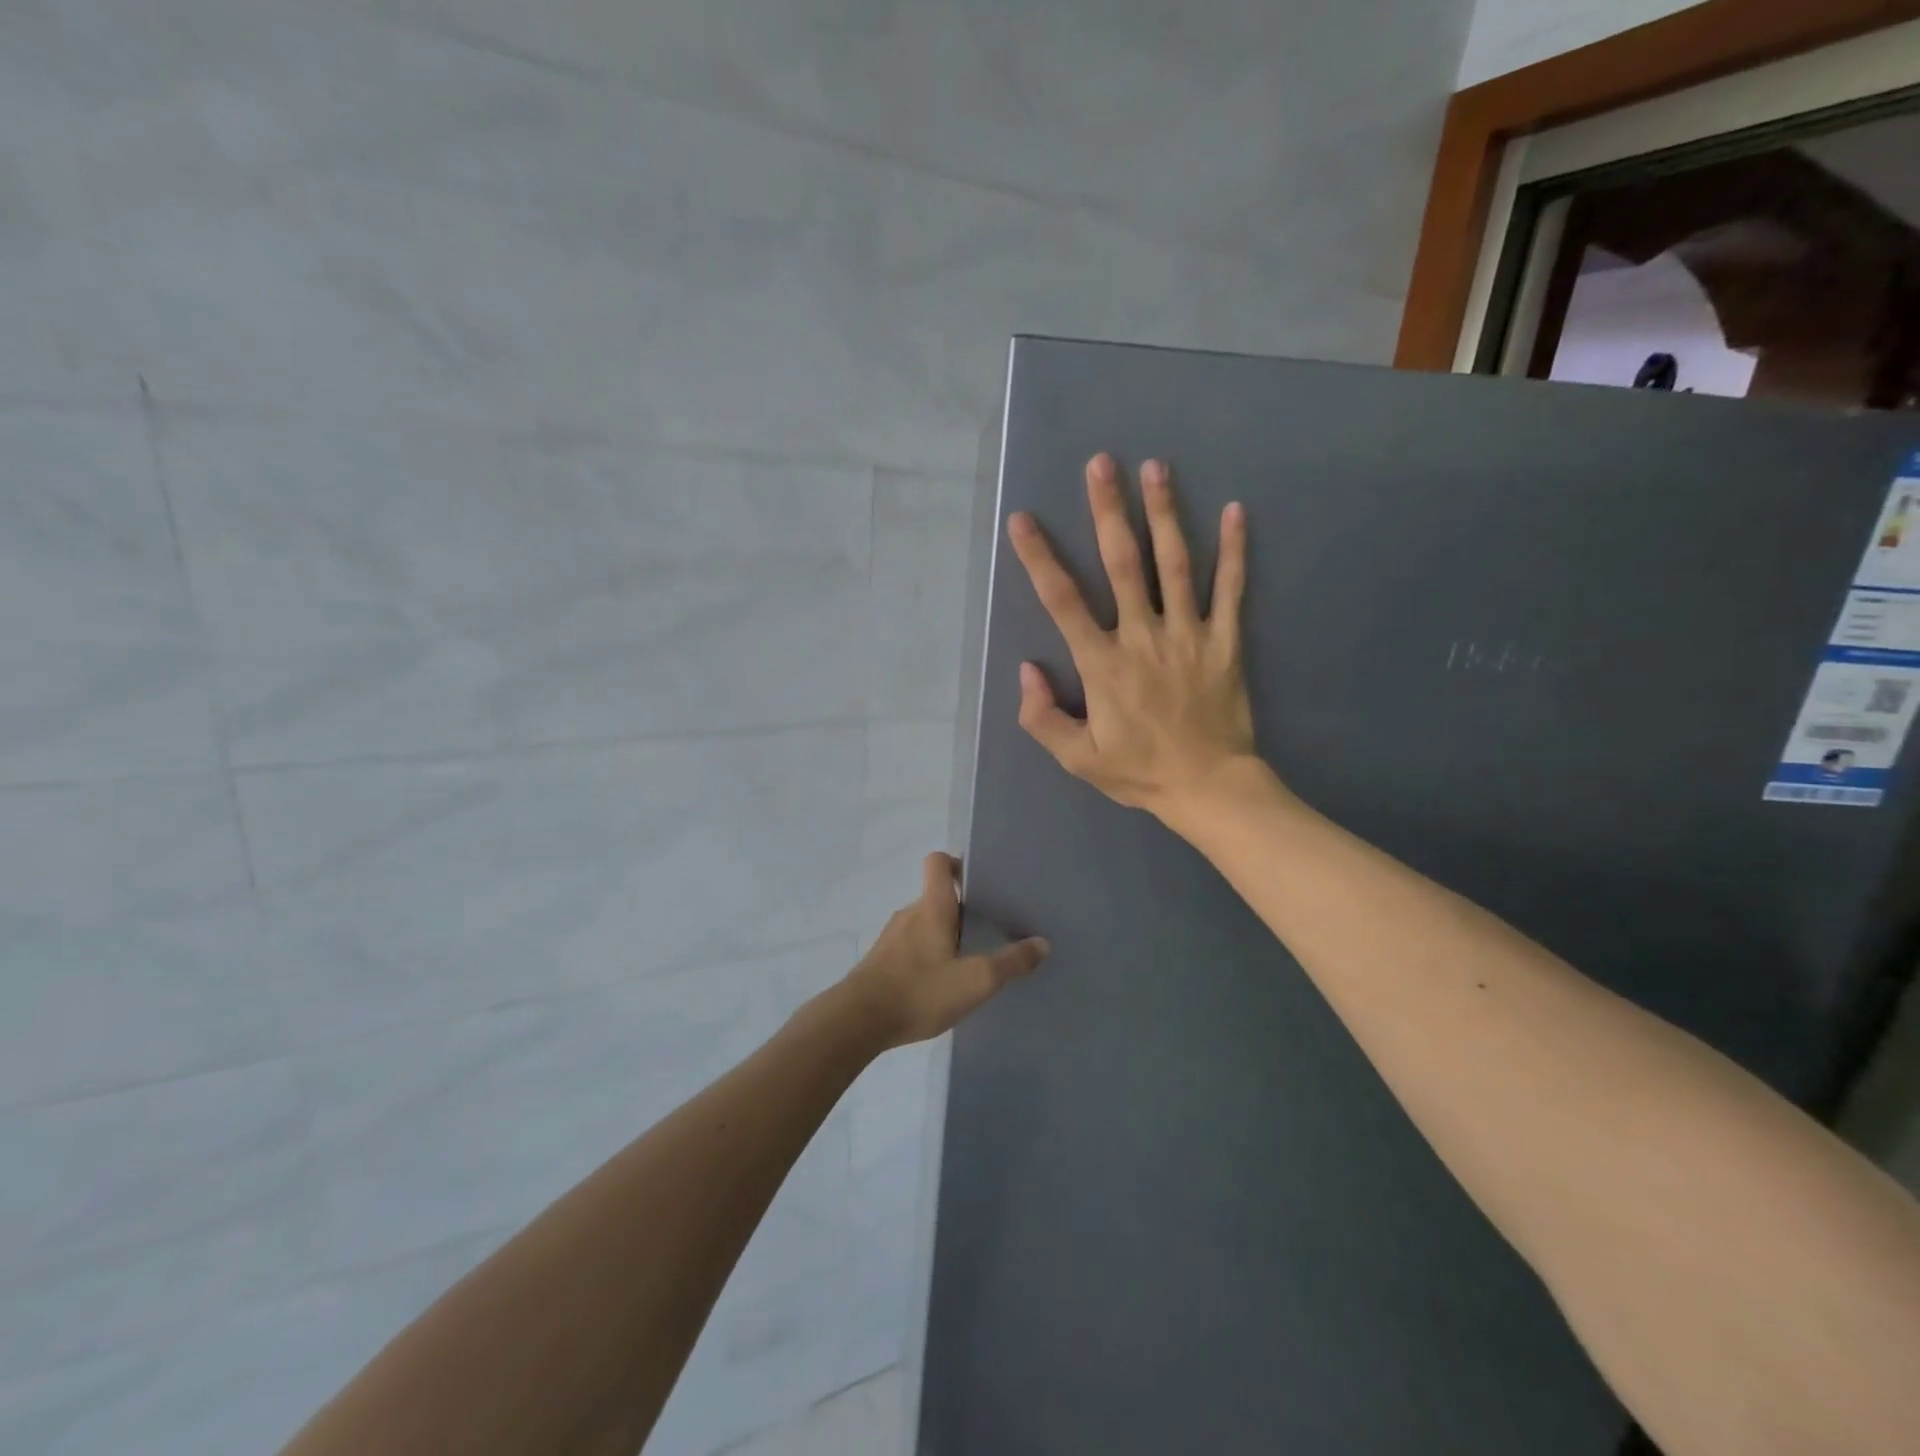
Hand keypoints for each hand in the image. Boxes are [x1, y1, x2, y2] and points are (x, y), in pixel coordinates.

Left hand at [842, 853, 1049, 1048]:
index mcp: (931, 907)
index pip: (939, 863)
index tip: (980, 882)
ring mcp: (892, 938)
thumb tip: (1042, 943)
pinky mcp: (881, 962)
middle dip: (961, 908)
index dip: (958, 863)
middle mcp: (909, 913)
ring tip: (968, 959)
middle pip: (936, 896)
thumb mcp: (975, 980)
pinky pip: (911, 947)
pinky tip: (940, 984)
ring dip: (944, 934)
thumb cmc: (919, 991)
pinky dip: (928, 955)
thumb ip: (1010, 962)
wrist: (857, 1022)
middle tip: (988, 928)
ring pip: (924, 923)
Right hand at [1007, 453, 1256, 821]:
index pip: (1063, 602)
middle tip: (1101, 464)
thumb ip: (1042, 716)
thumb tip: (1027, 669)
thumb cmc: (1140, 772)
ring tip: (1155, 468)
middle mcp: (1143, 638)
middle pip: (1122, 564)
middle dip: (1108, 511)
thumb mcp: (1077, 758)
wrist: (1209, 787)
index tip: (1023, 521)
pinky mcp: (1225, 642)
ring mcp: (1189, 635)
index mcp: (1103, 665)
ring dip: (1164, 514)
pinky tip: (1235, 510)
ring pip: (1174, 565)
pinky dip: (1234, 551)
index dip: (1039, 558)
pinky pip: (1231, 590)